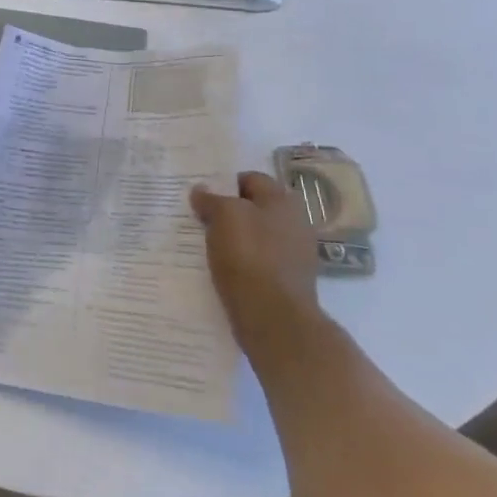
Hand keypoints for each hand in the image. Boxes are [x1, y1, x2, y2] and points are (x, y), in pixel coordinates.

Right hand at [191, 171, 322, 357]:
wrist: (274, 318)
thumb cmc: (249, 256)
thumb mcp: (223, 216)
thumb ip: (211, 198)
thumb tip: (201, 190)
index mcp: (283, 201)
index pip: (251, 179)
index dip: (225, 184)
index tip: (202, 195)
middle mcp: (295, 223)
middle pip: (254, 208)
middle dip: (229, 211)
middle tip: (201, 219)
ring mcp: (294, 254)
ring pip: (255, 235)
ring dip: (234, 238)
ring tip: (206, 245)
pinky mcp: (287, 281)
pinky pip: (258, 261)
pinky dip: (241, 262)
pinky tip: (222, 268)